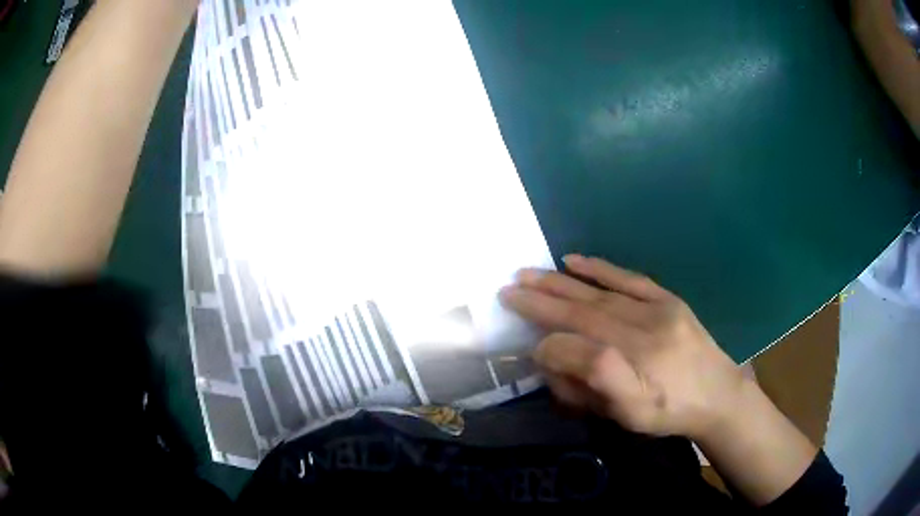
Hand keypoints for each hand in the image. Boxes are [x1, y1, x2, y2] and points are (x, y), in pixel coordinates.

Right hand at [499, 255, 744, 439]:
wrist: (718, 394)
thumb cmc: (669, 412)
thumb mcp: (629, 415)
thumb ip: (590, 387)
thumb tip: (554, 357)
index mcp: (633, 365)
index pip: (577, 346)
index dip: (547, 343)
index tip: (524, 344)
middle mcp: (642, 331)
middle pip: (583, 312)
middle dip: (542, 300)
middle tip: (508, 289)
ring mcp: (656, 310)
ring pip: (598, 294)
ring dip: (560, 282)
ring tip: (528, 273)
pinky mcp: (667, 299)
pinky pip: (628, 279)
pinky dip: (599, 268)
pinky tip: (574, 260)